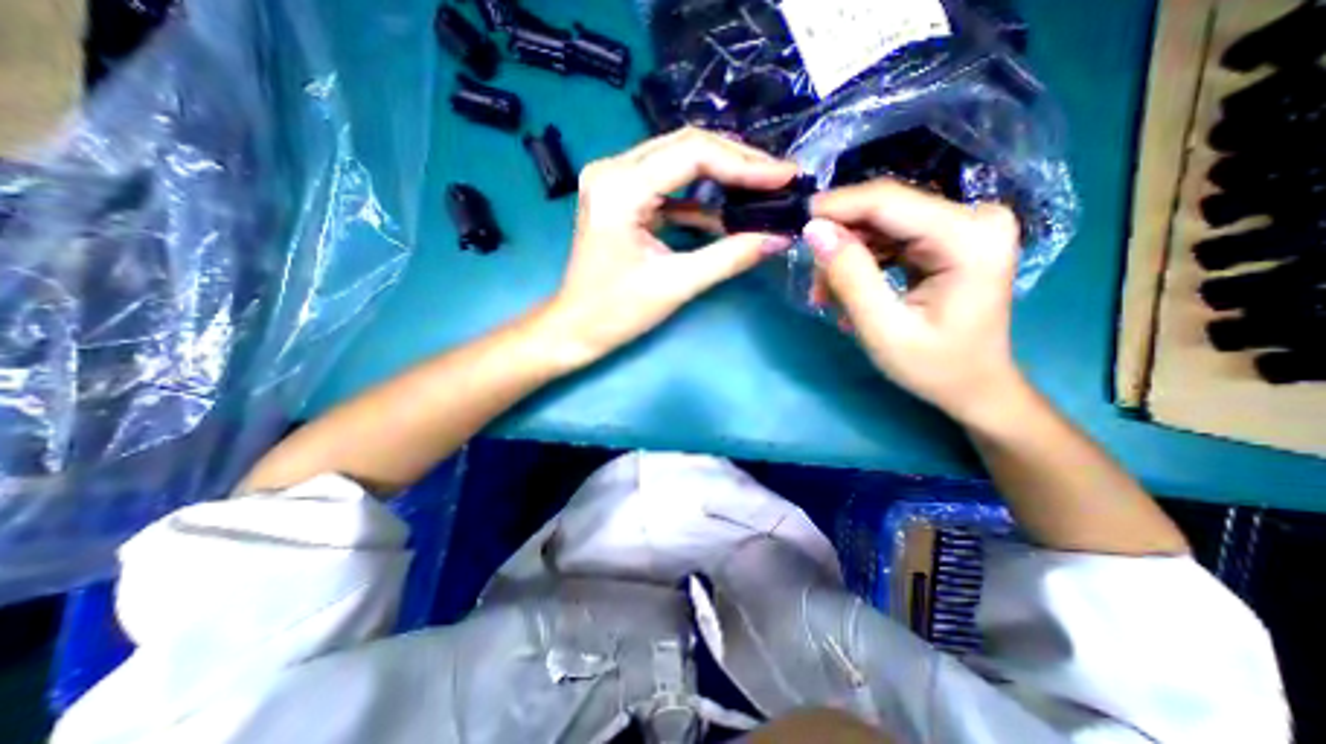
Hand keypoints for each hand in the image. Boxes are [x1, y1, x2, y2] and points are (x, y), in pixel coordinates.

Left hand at [532, 128, 795, 372]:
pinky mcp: (622, 197)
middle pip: (686, 147)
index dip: (744, 164)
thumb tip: (779, 238)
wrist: (576, 327)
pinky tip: (729, 212)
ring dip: (722, 176)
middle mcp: (613, 170)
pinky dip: (700, 198)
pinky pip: (669, 185)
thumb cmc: (617, 311)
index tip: (785, 176)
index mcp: (620, 187)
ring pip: (679, 162)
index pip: (692, 154)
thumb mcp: (676, 284)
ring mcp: (615, 181)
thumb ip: (730, 257)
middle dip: (737, 163)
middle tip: (778, 179)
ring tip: (762, 189)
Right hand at [808, 179, 1024, 423]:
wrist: (973, 384)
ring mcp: (963, 224)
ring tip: (829, 297)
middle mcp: (973, 217)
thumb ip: (849, 277)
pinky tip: (849, 291)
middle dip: (839, 243)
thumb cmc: (934, 367)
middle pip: (883, 210)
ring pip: (880, 223)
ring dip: (846, 256)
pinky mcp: (949, 236)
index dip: (835, 207)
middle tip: (815, 286)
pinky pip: (889, 236)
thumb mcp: (883, 329)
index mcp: (969, 237)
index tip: (792, 222)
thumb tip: (814, 231)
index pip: (887, 202)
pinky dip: (862, 261)